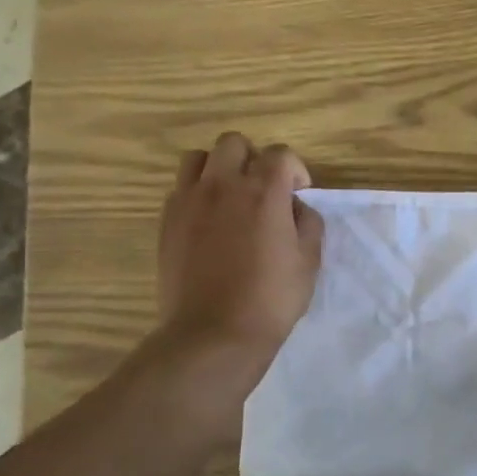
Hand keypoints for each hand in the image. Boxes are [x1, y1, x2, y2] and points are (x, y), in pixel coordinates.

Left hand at [153, 134, 323, 392]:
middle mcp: (222, 185)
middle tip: (264, 189)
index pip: (281, 154)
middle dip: (254, 158)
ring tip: (231, 197)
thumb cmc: (271, 298)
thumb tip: (295, 207)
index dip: (296, 170)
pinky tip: (210, 221)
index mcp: (263, 192)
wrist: (215, 332)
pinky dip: (198, 193)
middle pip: (234, 143)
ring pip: (198, 158)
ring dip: (219, 169)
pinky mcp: (167, 221)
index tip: (300, 193)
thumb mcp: (309, 261)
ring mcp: (188, 201)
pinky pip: (180, 188)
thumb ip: (308, 223)